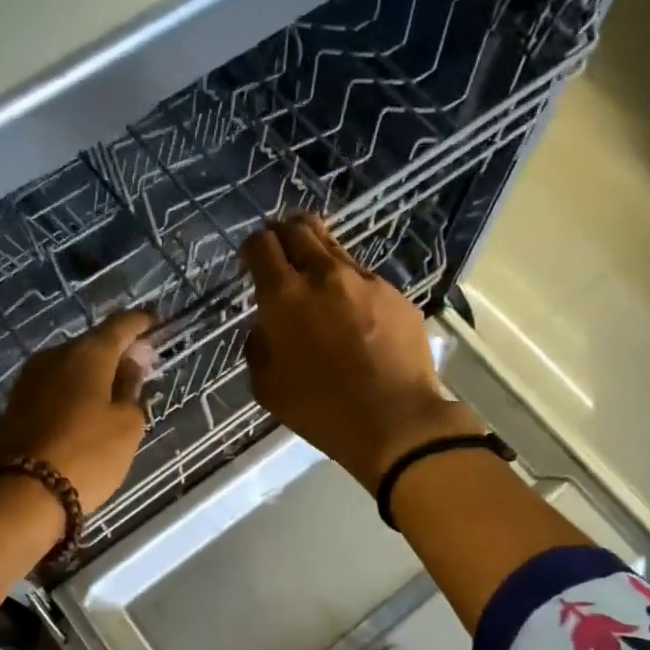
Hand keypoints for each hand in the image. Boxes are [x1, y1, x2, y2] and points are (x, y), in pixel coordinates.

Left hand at [0, 310, 156, 513]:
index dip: (141, 323)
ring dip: (95, 372)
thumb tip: (132, 361)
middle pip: (93, 343)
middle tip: (141, 364)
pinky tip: (87, 407)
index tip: (156, 324)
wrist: (21, 494)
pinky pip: (55, 385)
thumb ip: (132, 386)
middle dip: (118, 350)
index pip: (120, 325)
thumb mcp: (127, 425)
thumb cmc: (88, 455)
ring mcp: (30, 378)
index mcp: (88, 353)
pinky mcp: (17, 403)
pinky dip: (75, 389)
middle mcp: (55, 355)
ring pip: (71, 364)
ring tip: (116, 390)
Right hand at [242, 215, 483, 491]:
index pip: (262, 245)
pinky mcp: (396, 295)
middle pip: (299, 229)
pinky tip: (354, 315)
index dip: (253, 247)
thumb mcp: (266, 384)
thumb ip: (260, 343)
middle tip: (281, 248)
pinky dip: (351, 287)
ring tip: (316, 277)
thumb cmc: (319, 409)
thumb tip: (268, 325)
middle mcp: (324, 275)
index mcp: (284, 296)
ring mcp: (366, 282)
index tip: (253, 260)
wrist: (394, 420)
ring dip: (318, 255)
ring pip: (335, 249)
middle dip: (284, 232)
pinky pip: (365, 280)